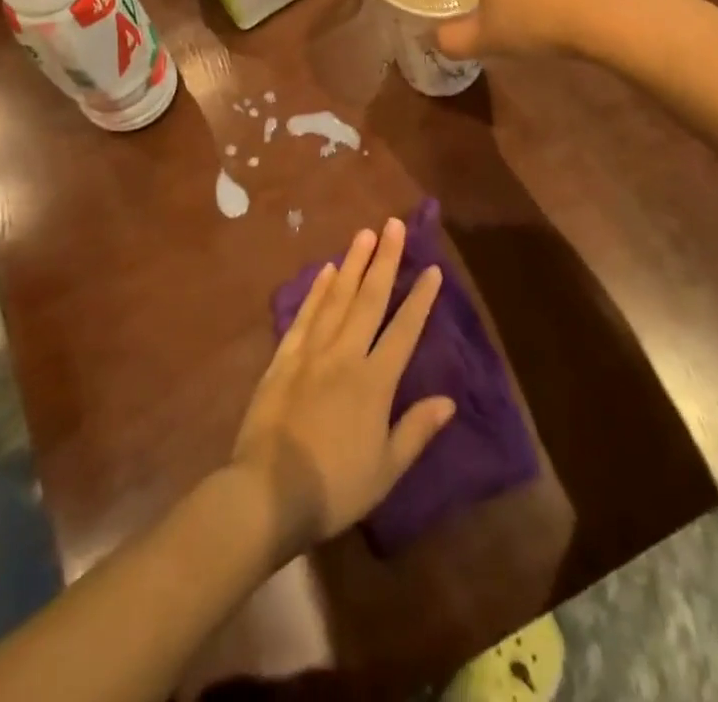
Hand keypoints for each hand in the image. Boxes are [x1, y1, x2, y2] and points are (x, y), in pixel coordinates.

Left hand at [231, 219, 455, 557]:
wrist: (268, 492)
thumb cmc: (334, 487)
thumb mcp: (386, 470)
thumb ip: (416, 430)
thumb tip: (449, 401)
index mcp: (375, 382)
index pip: (404, 330)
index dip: (420, 299)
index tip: (433, 269)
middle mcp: (345, 355)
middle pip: (370, 299)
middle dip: (385, 260)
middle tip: (394, 225)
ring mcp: (311, 352)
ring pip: (336, 297)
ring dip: (352, 263)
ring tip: (364, 234)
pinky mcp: (284, 358)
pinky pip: (304, 316)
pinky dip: (316, 291)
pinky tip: (325, 270)